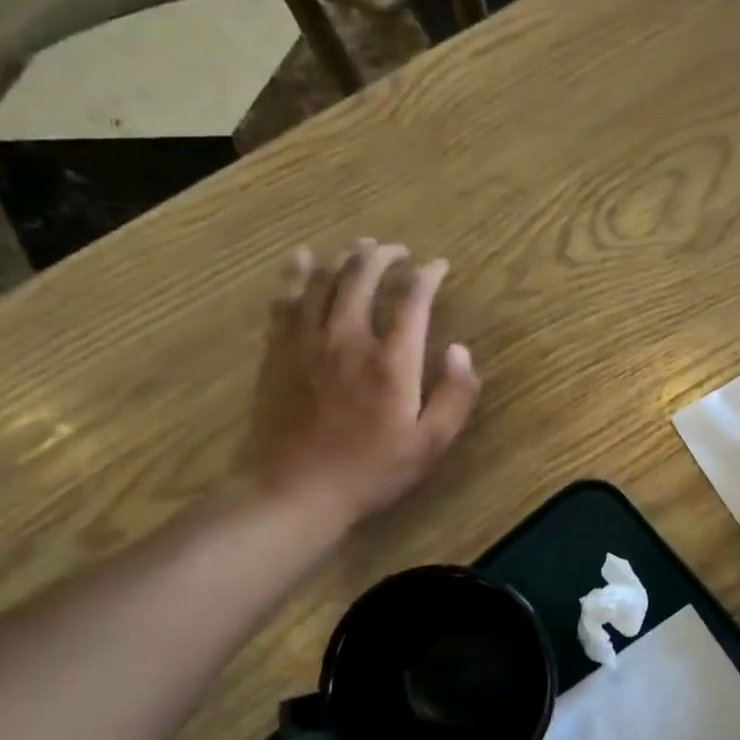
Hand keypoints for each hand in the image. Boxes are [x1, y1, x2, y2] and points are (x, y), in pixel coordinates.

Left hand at [240, 240, 480, 532]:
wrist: (294, 490)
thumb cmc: (370, 471)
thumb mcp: (430, 445)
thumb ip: (455, 396)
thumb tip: (461, 351)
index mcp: (391, 361)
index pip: (412, 300)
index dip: (427, 276)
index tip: (438, 266)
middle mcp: (349, 338)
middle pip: (363, 277)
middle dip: (384, 257)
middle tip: (397, 251)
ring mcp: (307, 341)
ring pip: (324, 281)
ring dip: (345, 259)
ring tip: (360, 249)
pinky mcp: (279, 351)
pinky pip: (286, 299)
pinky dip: (297, 274)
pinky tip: (303, 260)